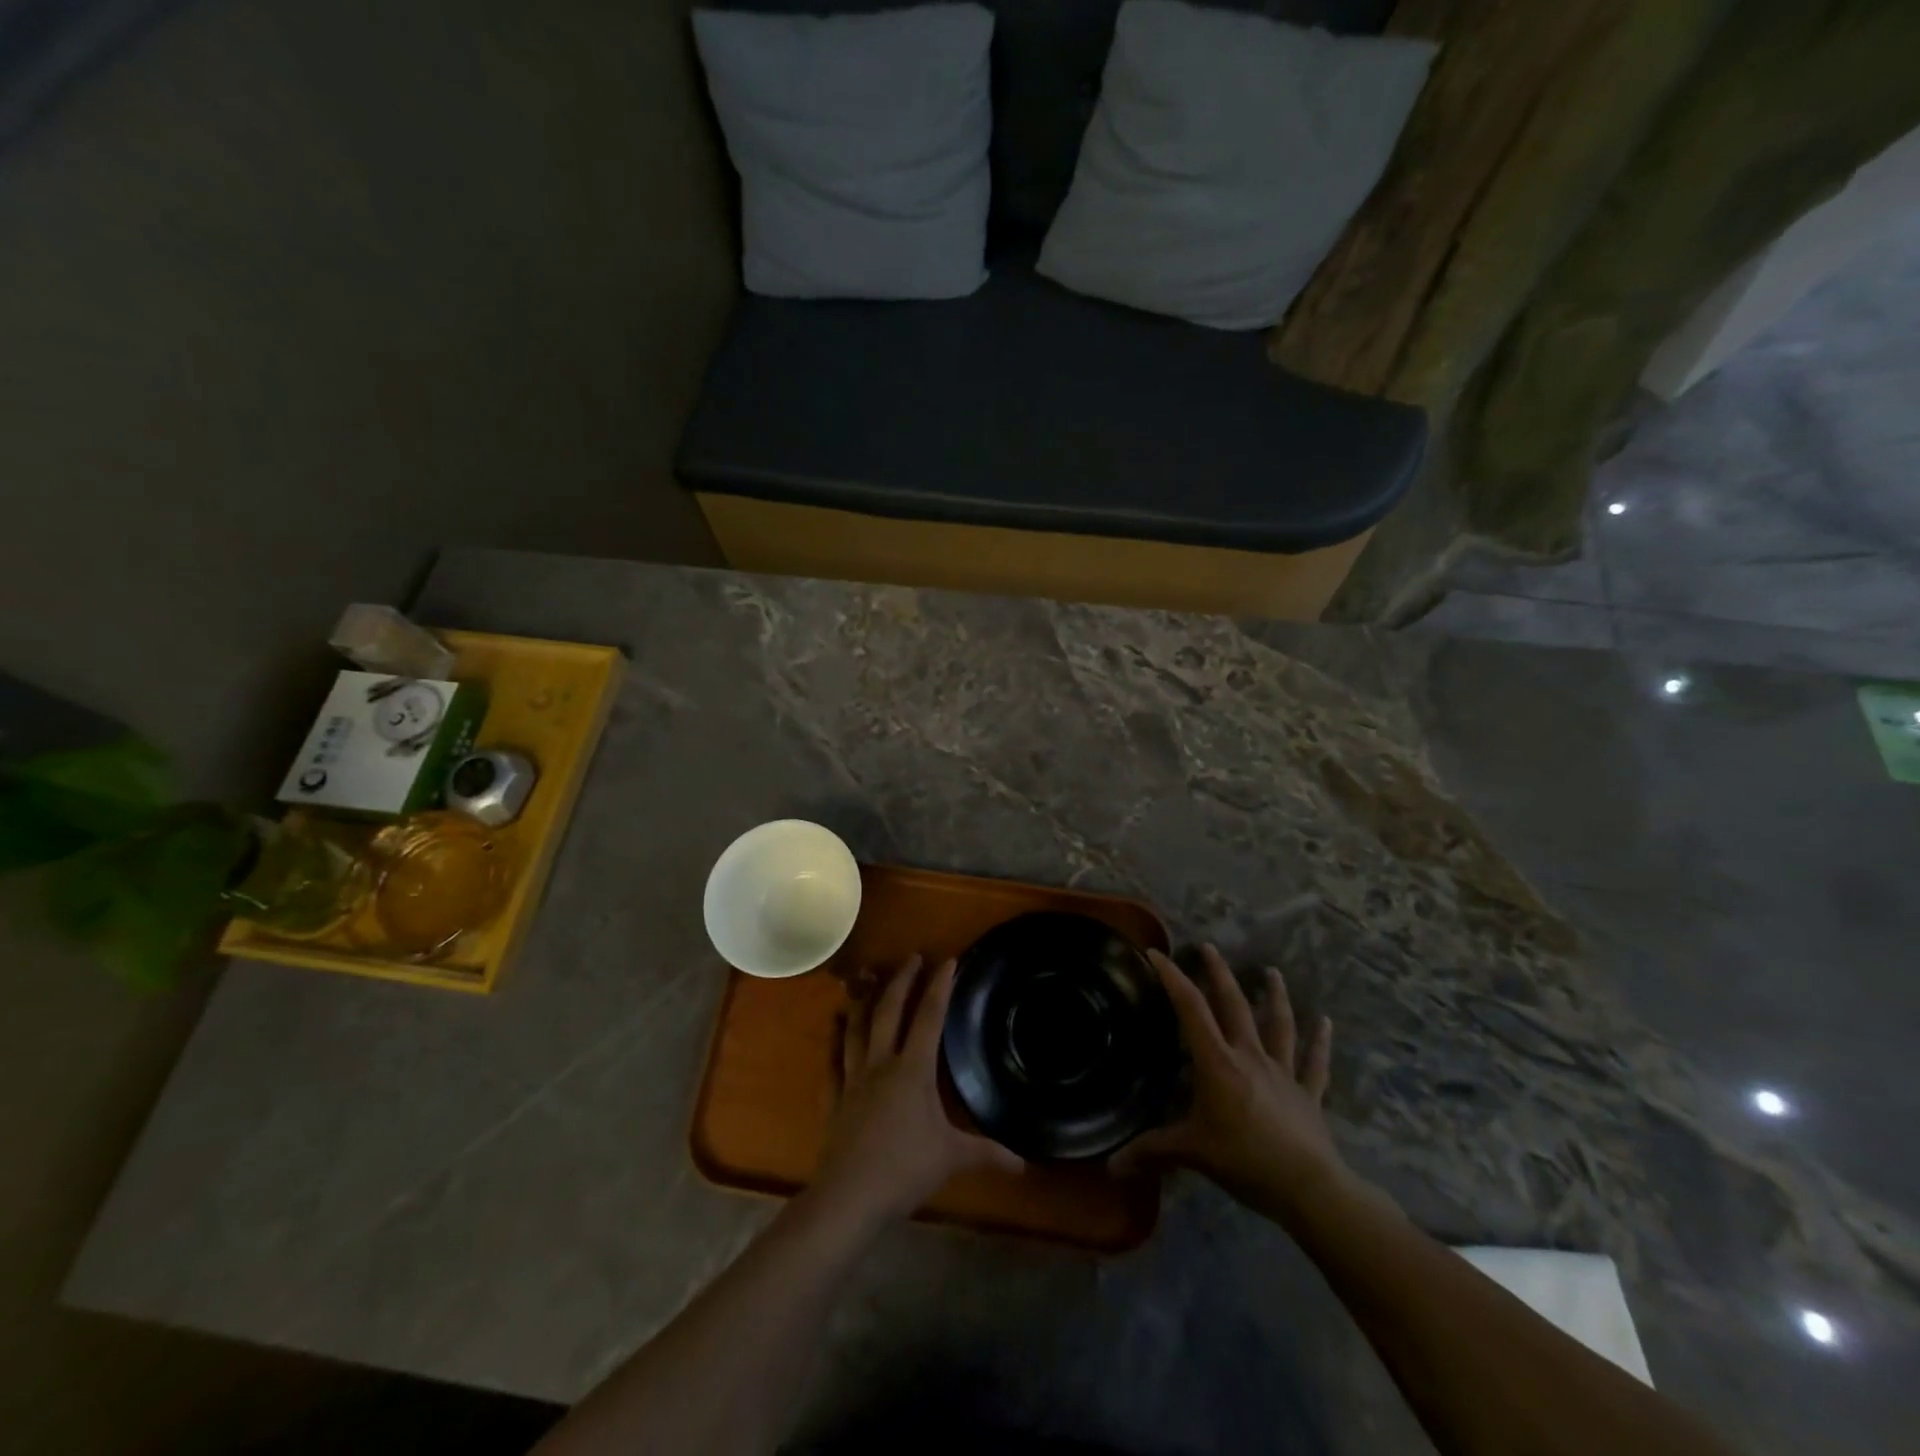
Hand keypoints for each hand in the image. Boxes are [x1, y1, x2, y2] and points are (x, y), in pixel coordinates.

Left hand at [815, 956, 1021, 1224]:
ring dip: (866, 1000)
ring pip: (858, 1027)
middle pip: (890, 1011)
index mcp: (913, 1069)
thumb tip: (1024, 1164)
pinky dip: (835, 1038)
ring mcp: (853, 1078)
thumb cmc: (904, 1169)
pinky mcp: (835, 1097)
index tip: (947, 960)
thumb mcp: (952, 1158)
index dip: (939, 986)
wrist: (849, 1196)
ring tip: (869, 979)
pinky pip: (834, 1058)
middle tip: (911, 957)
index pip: (929, 1017)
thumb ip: (987, 1154)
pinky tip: (835, 1024)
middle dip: (902, 980)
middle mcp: (881, 1063)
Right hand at [1111, 945, 1341, 1214]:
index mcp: (1218, 1062)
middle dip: (1219, 974)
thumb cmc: (1244, 1160)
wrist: (1309, 1187)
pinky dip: (1321, 1042)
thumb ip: (1151, 1152)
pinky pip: (1314, 1063)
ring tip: (1272, 971)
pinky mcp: (1307, 1093)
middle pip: (1234, 1005)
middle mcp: (1249, 1056)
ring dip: (1275, 996)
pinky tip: (1327, 1022)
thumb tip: (1109, 1167)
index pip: (1190, 1009)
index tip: (1157, 953)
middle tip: (1209, 947)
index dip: (1172, 978)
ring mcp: (1282, 1072)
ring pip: (1279, 1024)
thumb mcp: (1192, 1153)